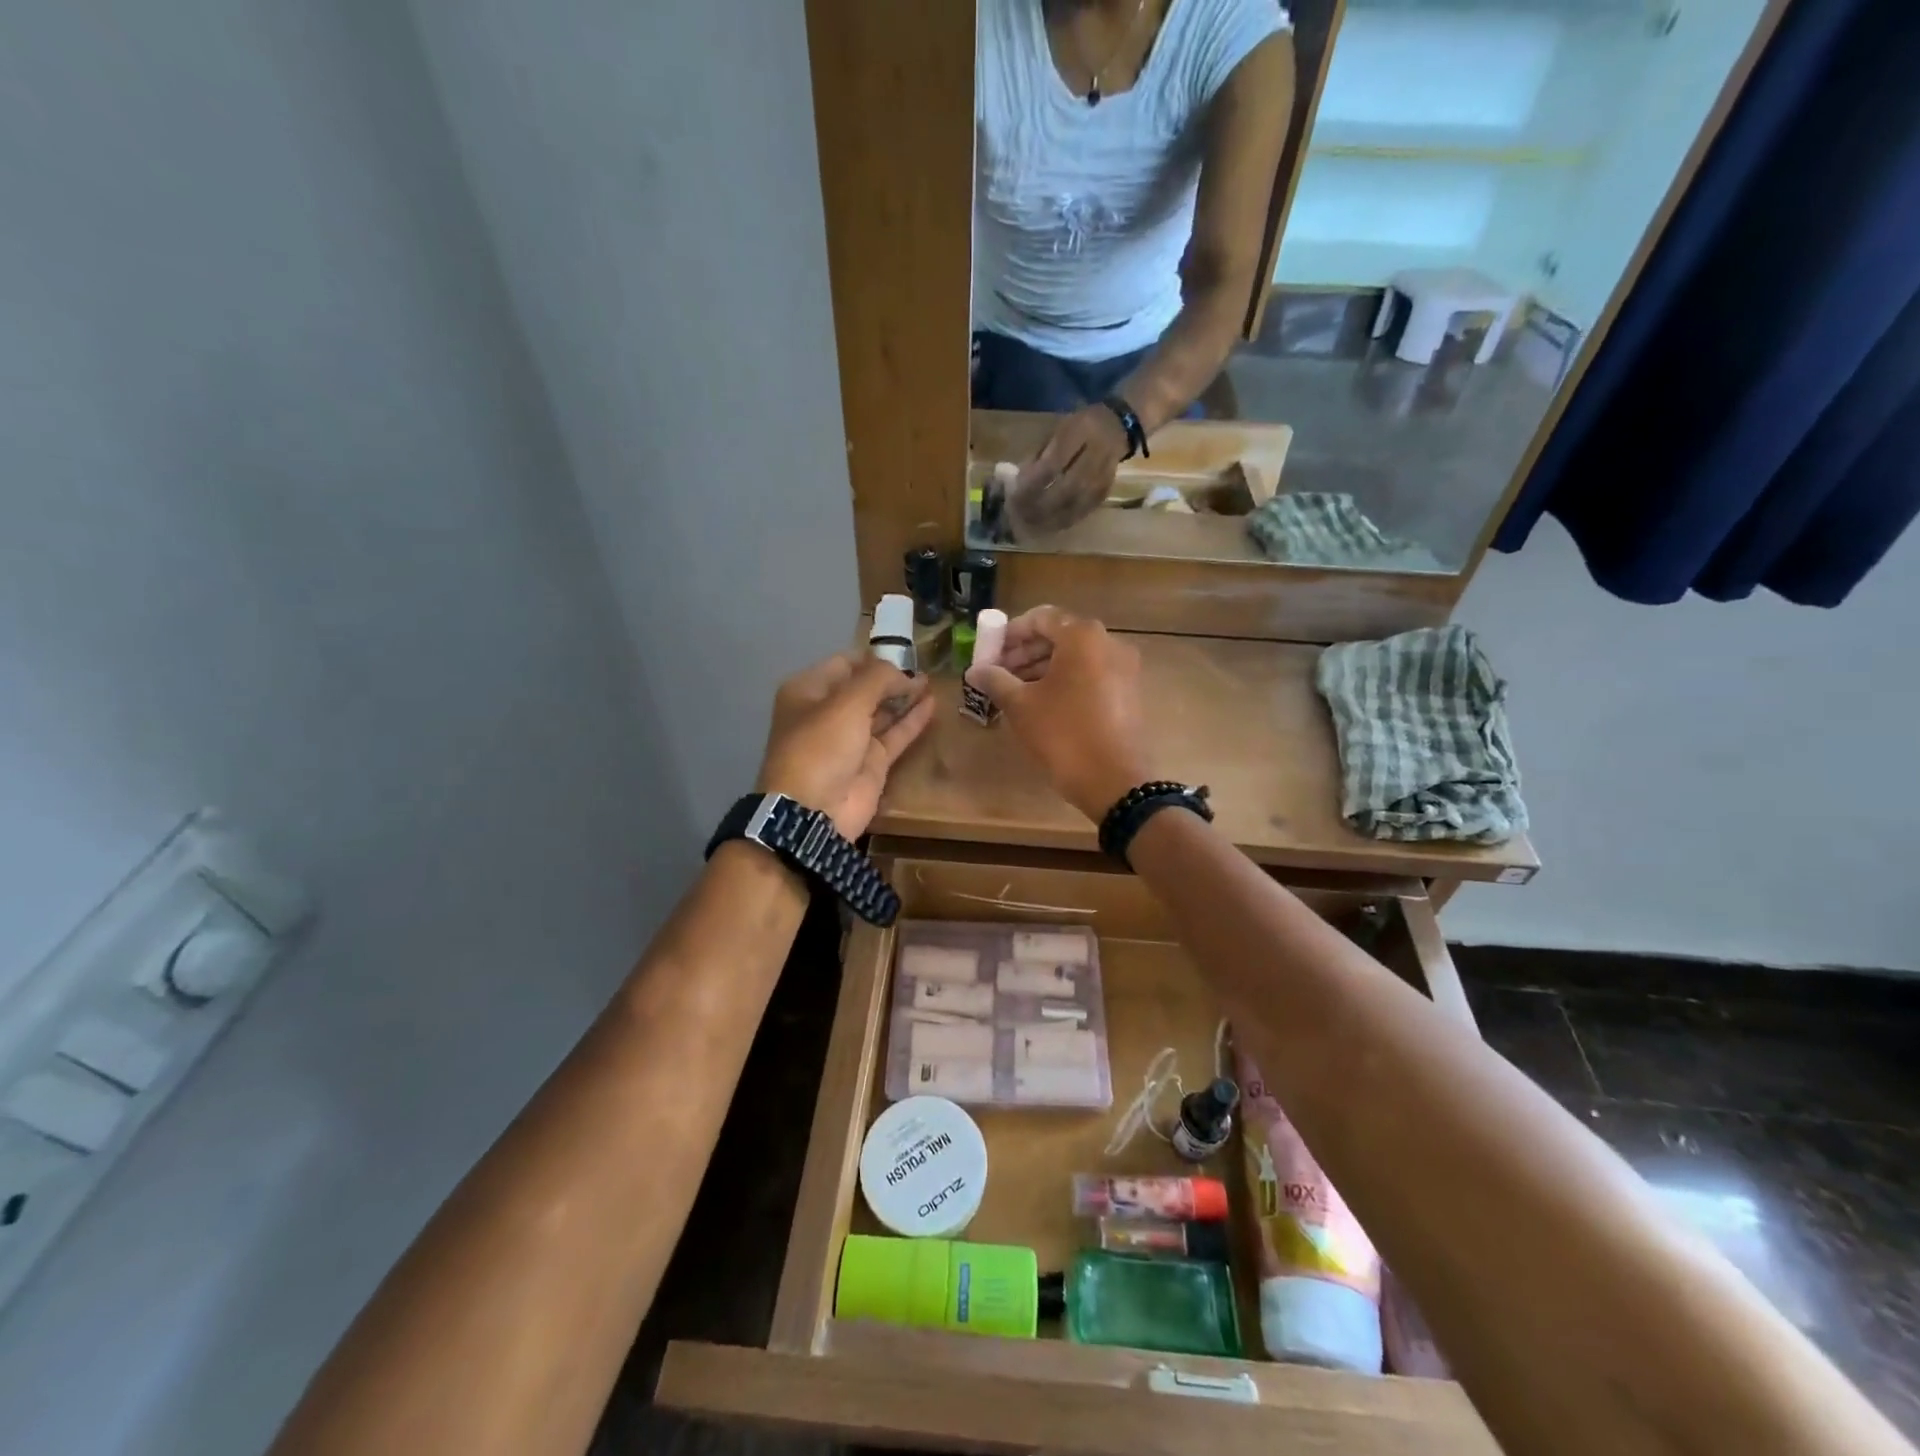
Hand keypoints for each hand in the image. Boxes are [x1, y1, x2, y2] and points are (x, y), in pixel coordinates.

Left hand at [756, 653, 934, 838]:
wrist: (814, 812)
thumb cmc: (821, 747)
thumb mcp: (847, 702)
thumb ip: (878, 679)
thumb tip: (904, 674)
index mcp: (809, 691)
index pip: (844, 663)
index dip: (873, 656)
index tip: (904, 651)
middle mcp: (828, 712)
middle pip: (865, 687)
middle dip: (891, 677)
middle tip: (924, 665)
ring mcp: (851, 739)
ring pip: (882, 711)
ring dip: (905, 696)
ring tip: (932, 681)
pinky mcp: (872, 763)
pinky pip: (895, 735)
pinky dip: (913, 720)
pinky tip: (933, 704)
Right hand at [964, 606, 1151, 822]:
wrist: (1114, 781)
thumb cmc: (1063, 734)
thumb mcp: (1021, 705)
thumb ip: (996, 680)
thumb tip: (974, 670)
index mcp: (1083, 636)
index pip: (1040, 618)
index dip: (1009, 634)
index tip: (989, 654)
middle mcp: (1109, 643)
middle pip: (1059, 636)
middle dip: (1025, 652)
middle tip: (999, 674)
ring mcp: (1124, 668)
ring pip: (1076, 658)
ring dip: (1043, 668)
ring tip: (1015, 692)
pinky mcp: (1129, 692)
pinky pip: (1091, 675)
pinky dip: (1065, 681)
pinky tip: (1043, 704)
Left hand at [1008, 404, 1129, 535]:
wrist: (1116, 427)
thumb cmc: (1078, 427)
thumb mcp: (1056, 430)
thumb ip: (1038, 455)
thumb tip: (1019, 483)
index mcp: (1079, 432)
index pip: (1053, 465)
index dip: (1032, 484)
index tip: (1014, 495)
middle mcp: (1096, 455)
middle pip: (1065, 488)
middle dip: (1039, 505)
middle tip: (1019, 514)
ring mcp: (1103, 476)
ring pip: (1075, 504)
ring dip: (1050, 518)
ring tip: (1029, 524)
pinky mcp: (1105, 492)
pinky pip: (1083, 511)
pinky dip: (1063, 520)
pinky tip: (1048, 525)